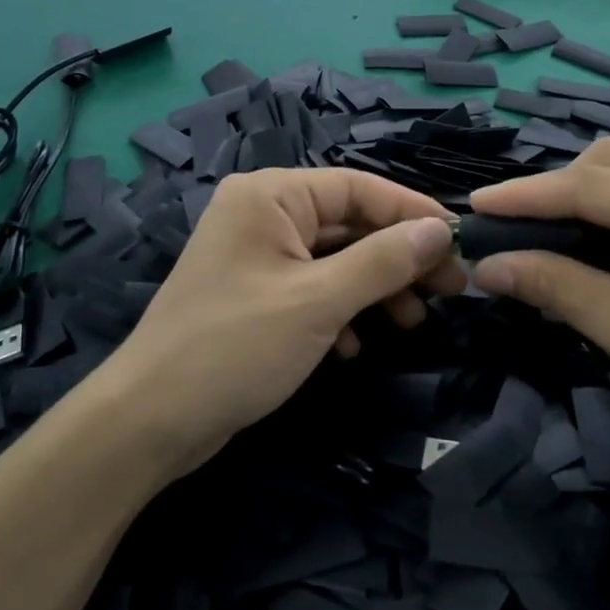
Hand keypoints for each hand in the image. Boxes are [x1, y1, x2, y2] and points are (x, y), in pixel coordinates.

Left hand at [102, 169, 462, 474]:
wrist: (149, 422)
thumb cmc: (235, 348)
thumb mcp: (318, 301)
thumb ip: (383, 261)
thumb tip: (439, 230)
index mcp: (271, 195)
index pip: (358, 187)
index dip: (411, 211)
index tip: (460, 241)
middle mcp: (263, 214)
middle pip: (349, 223)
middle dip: (398, 257)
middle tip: (450, 289)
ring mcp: (257, 256)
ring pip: (335, 259)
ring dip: (375, 288)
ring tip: (412, 322)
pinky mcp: (256, 294)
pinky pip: (313, 288)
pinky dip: (341, 311)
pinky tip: (355, 346)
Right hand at [468, 140, 609, 498]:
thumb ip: (550, 284)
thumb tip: (483, 266)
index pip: (583, 184)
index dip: (521, 197)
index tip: (471, 208)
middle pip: (609, 161)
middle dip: (555, 191)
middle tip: (511, 231)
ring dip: (589, 196)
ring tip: (548, 234)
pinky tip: (602, 237)